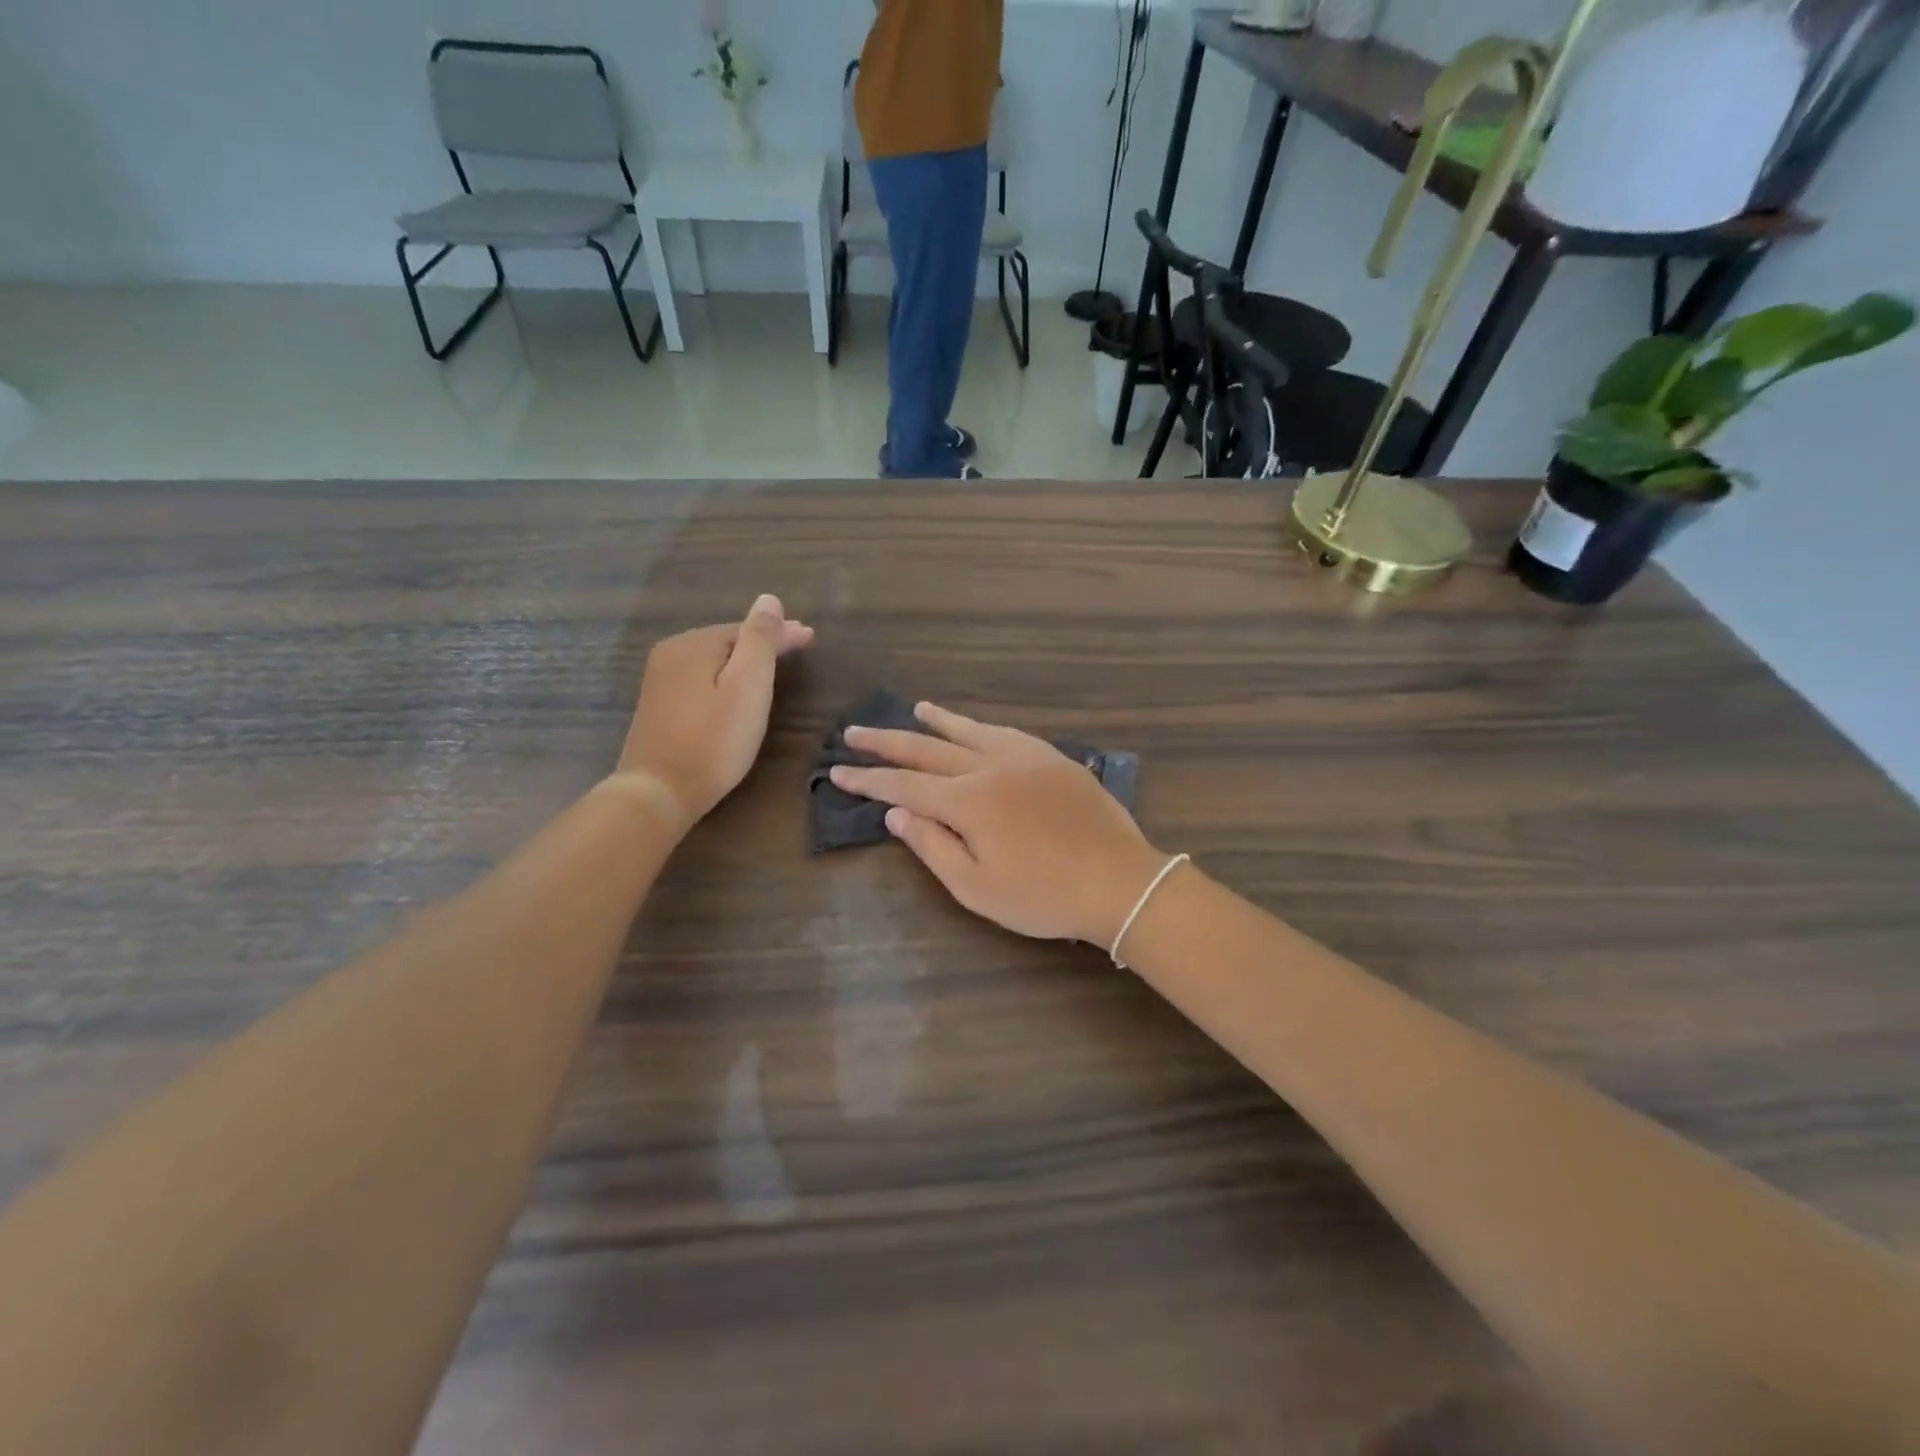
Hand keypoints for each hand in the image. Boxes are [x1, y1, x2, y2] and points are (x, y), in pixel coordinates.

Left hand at [614, 594, 813, 827]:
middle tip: (797, 647)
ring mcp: (660, 680)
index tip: (811, 636)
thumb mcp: (748, 687)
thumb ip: (760, 640)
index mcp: (694, 644)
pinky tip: (737, 688)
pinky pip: (701, 678)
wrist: (659, 792)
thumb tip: (768, 600)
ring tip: (774, 664)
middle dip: (762, 643)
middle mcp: (671, 653)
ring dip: (744, 659)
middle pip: (728, 641)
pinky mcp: (659, 705)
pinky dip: (725, 677)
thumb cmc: (713, 740)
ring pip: (714, 659)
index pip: (747, 629)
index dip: (781, 632)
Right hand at [830, 702, 1167, 946]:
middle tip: (854, 733)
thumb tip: (897, 813)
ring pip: (969, 730)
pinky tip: (973, 726)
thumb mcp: (977, 888)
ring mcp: (1024, 757)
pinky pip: (1005, 732)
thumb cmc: (1044, 896)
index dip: (868, 780)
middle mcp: (990, 767)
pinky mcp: (1052, 758)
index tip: (837, 771)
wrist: (1119, 881)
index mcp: (968, 801)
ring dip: (936, 720)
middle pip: (927, 749)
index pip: (904, 785)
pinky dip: (980, 726)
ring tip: (913, 708)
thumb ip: (933, 846)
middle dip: (887, 742)